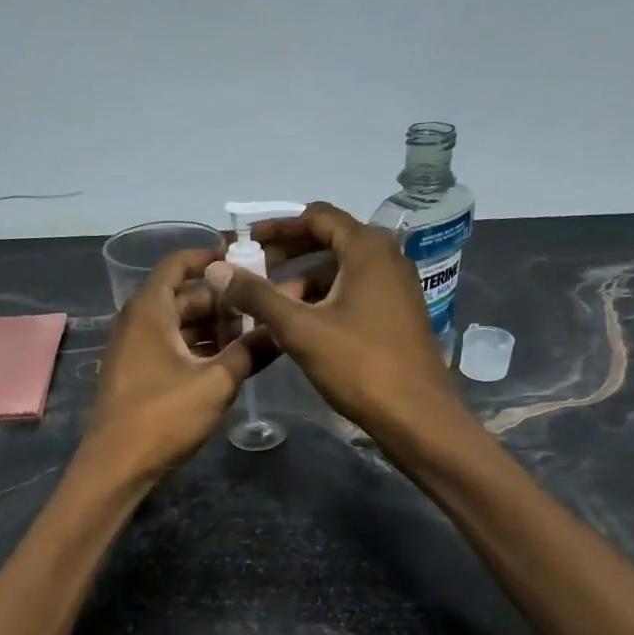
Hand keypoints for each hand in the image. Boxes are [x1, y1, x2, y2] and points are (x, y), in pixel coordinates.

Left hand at [82, 247, 274, 481]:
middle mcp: (137, 321)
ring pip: (178, 324)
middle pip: (183, 296)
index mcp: (150, 310)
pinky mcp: (136, 373)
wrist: (115, 466)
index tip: (244, 258)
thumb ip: (251, 351)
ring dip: (212, 326)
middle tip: (262, 302)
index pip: (178, 264)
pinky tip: (228, 360)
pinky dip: (197, 346)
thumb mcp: (216, 382)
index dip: (209, 257)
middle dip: (222, 299)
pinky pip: (170, 346)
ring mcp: (134, 348)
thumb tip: (283, 330)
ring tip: (254, 332)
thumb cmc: (163, 416)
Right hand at [204, 202, 466, 449]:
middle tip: (250, 272)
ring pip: (340, 271)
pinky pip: (354, 293)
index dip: (277, 227)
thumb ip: (257, 296)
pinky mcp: (397, 314)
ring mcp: (396, 287)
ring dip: (303, 282)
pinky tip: (298, 326)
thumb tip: (215, 269)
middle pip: (328, 241)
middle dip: (287, 255)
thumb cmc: (359, 366)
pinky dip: (323, 299)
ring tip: (268, 306)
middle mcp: (387, 258)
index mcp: (367, 249)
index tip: (245, 241)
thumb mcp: (300, 329)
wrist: (417, 417)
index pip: (316, 217)